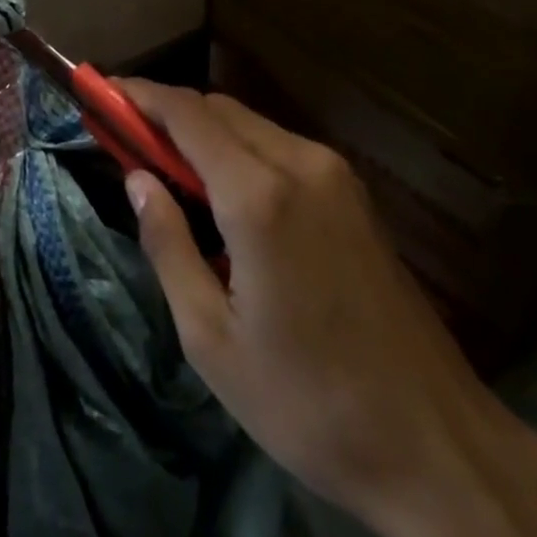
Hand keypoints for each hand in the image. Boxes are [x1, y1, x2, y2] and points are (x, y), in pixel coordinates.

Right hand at [114, 79, 514, 520]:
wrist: (435, 445)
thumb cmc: (308, 403)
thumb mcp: (211, 339)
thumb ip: (167, 245)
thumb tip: (136, 180)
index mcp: (259, 196)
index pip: (186, 114)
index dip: (139, 95)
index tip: (101, 91)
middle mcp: (300, 164)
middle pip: (218, 109)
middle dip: (167, 113)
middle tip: (124, 138)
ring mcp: (335, 174)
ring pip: (251, 124)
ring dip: (203, 131)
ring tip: (166, 169)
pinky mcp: (354, 193)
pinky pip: (280, 147)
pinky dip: (239, 149)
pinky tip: (223, 191)